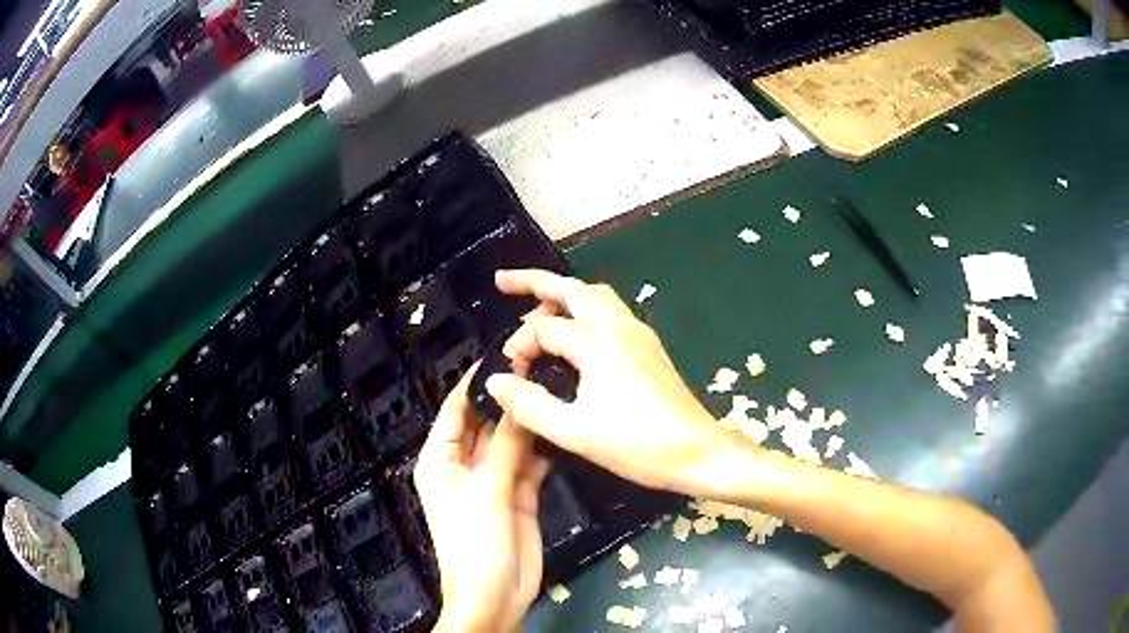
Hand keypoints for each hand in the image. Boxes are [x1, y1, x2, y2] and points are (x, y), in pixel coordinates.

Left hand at [414, 368, 549, 632]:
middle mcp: (465, 465)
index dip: (474, 383)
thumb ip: (506, 446)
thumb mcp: (489, 492)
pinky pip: (529, 462)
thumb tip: (516, 398)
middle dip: (506, 399)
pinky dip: (543, 447)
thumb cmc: (476, 545)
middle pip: (485, 423)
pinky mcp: (519, 494)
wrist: (497, 597)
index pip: (455, 411)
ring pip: (510, 441)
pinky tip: (561, 424)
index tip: (502, 353)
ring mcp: (494, 480)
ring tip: (555, 385)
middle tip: (538, 364)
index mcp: (440, 461)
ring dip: (527, 421)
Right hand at [485, 269, 729, 494]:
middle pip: (571, 288)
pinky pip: (609, 311)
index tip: (510, 377)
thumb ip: (529, 405)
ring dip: (563, 293)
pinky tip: (575, 330)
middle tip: (503, 281)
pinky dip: (583, 307)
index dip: (518, 348)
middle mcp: (619, 326)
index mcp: (598, 343)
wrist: (696, 452)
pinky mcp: (648, 346)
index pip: (542, 329)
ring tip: (536, 306)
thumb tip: (495, 381)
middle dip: (534, 281)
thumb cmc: (637, 445)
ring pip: (594, 295)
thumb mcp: (574, 432)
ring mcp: (638, 333)